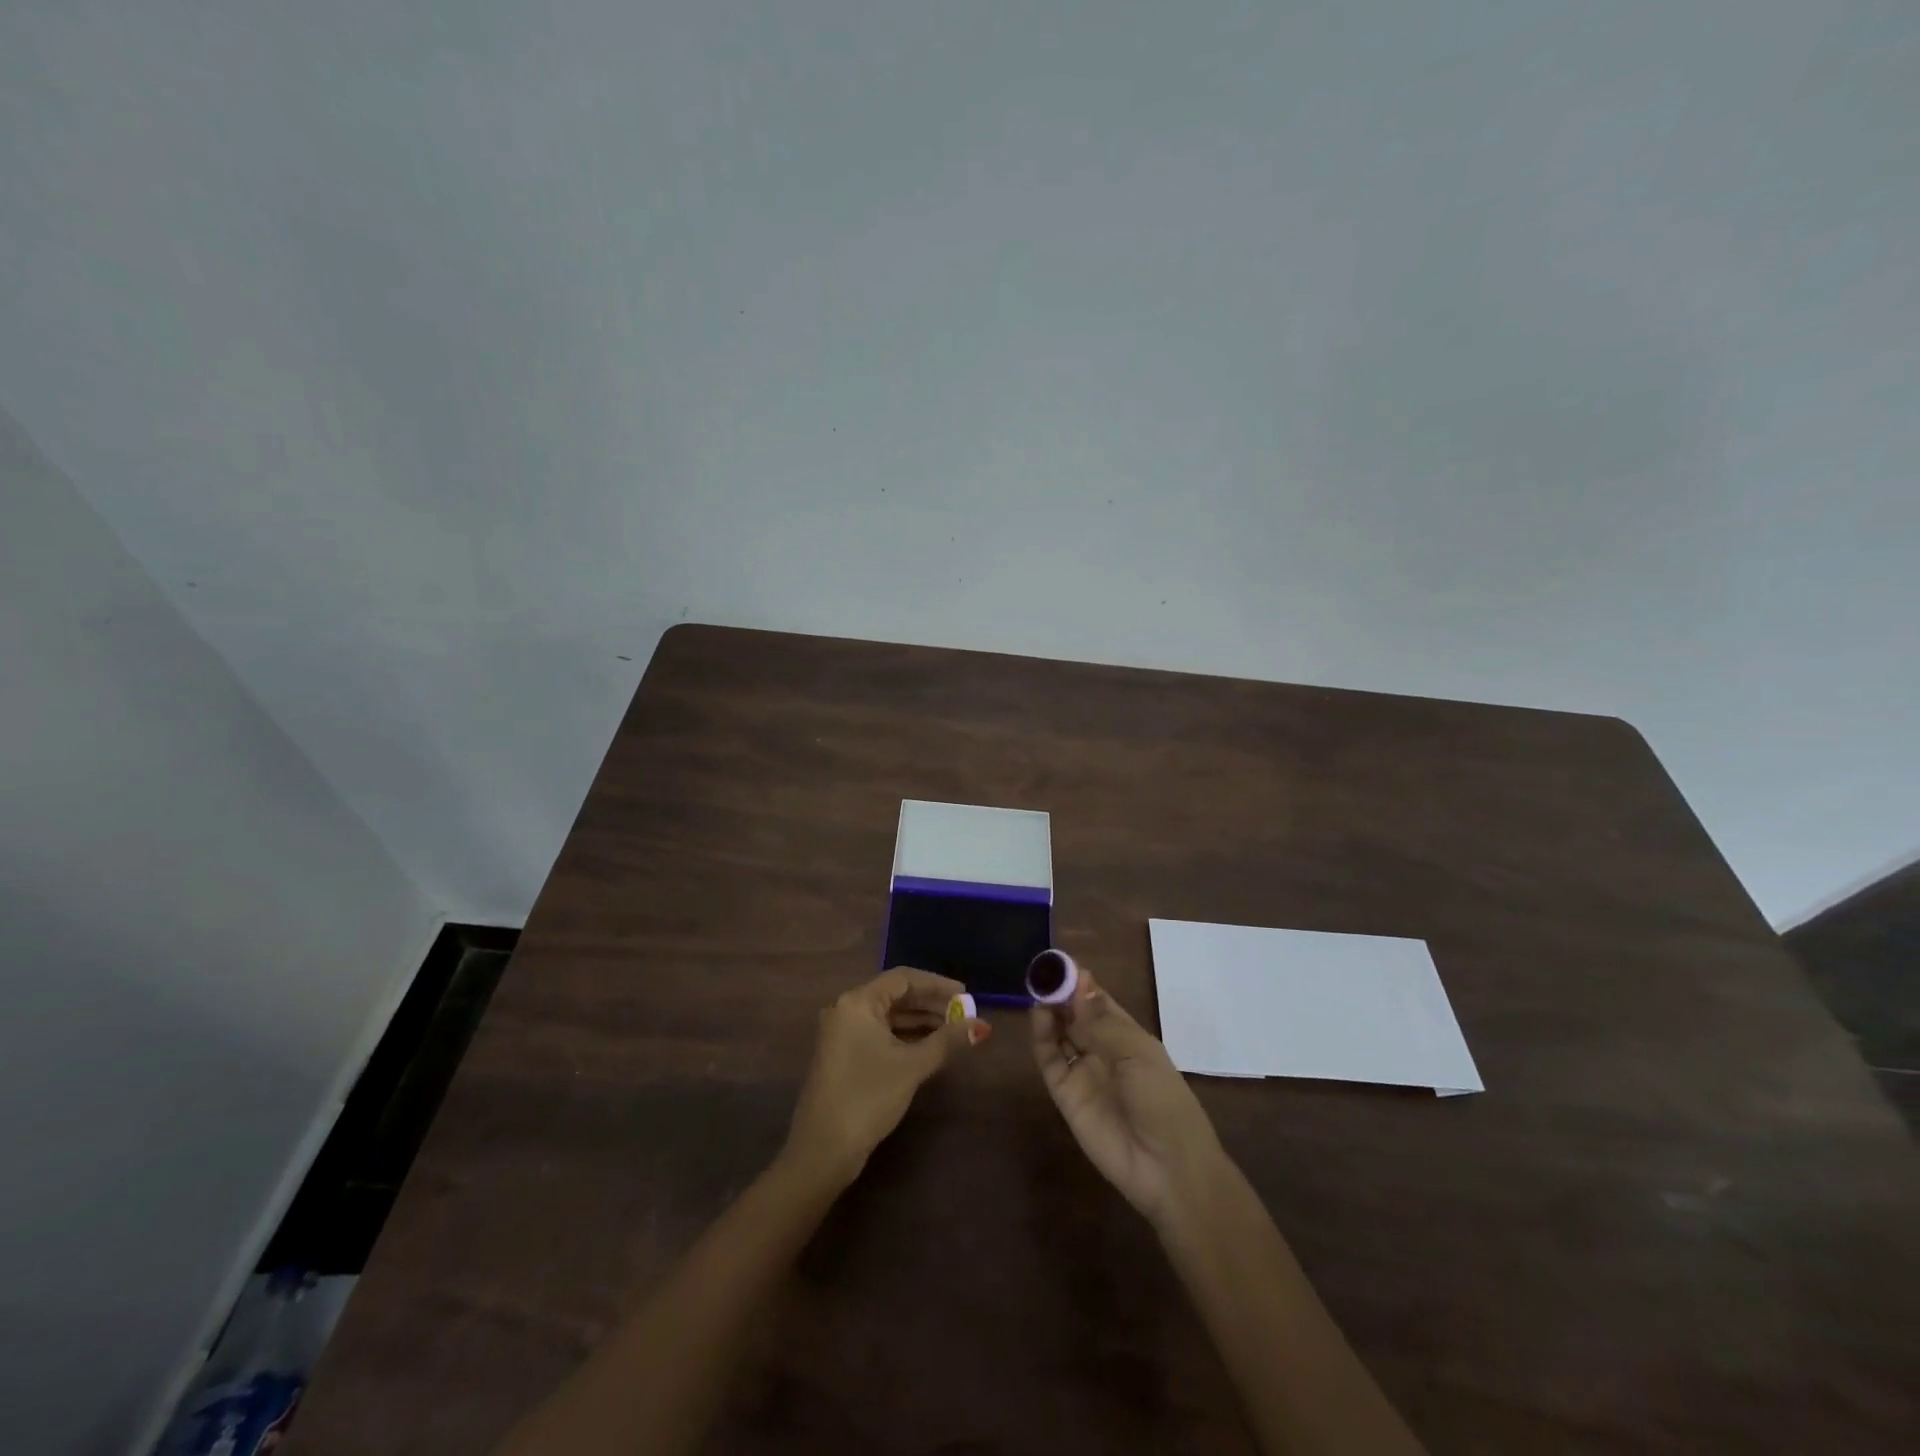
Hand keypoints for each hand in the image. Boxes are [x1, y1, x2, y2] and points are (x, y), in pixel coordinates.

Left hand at [786, 967, 990, 1186]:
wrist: (822, 1151)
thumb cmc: (868, 1097)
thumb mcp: (912, 1066)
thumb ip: (947, 1041)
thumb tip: (982, 1026)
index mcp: (858, 1002)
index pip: (903, 979)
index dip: (937, 985)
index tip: (966, 996)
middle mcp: (847, 1010)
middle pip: (895, 995)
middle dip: (931, 1004)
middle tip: (964, 1015)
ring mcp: (843, 1034)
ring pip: (888, 1016)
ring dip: (920, 1021)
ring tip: (953, 1031)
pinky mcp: (844, 1056)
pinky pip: (880, 1034)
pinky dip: (905, 1037)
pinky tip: (929, 1047)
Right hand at [1032, 968, 1227, 1228]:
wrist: (1166, 1168)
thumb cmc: (1163, 1100)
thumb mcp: (1138, 1053)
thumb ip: (1101, 1020)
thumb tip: (1079, 981)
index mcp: (1128, 1036)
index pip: (1097, 1001)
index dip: (1080, 982)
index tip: (1060, 962)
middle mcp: (1103, 1050)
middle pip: (1075, 1014)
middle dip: (1060, 993)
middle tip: (1042, 973)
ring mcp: (1083, 1071)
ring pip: (1059, 1033)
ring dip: (1049, 1011)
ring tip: (1038, 991)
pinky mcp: (1065, 1094)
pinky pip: (1050, 1060)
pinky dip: (1041, 1037)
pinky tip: (1039, 1016)